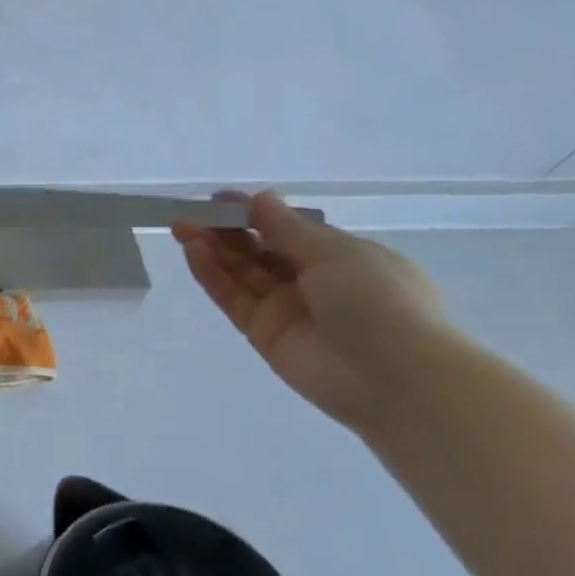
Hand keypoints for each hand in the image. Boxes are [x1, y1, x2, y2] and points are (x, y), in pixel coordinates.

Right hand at [172, 192, 448, 429]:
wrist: (391, 376)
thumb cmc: (379, 301)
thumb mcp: (337, 254)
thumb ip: (288, 228)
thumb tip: (260, 199)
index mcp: (344, 257)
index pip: (291, 231)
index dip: (257, 214)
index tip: (222, 200)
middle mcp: (313, 281)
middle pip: (261, 250)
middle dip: (228, 230)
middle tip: (193, 213)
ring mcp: (285, 308)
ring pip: (241, 273)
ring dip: (213, 249)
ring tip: (182, 227)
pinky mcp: (261, 332)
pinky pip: (233, 297)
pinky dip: (212, 274)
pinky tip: (193, 251)